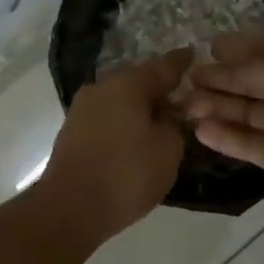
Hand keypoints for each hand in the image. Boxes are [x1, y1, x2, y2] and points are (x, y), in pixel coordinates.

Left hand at [37, 49, 193, 240]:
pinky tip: (137, 137)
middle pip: (139, 81)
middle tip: (183, 99)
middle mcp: (102, 87)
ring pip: (121, 100)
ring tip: (162, 121)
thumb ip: (175, 124)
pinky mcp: (73, 131)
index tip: (193, 55)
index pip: (164, 66)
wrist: (70, 207)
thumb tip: (169, 113)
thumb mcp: (168, 149)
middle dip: (160, 88)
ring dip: (140, 107)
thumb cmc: (126, 174)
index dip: (182, 63)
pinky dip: (125, 122)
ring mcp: (83, 109)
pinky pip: (108, 117)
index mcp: (128, 83)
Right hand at [183, 34, 263, 240]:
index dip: (241, 48)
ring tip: (185, 104)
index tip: (208, 47)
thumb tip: (222, 59)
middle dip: (224, 78)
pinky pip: (253, 143)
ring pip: (252, 112)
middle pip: (259, 81)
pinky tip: (200, 130)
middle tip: (187, 78)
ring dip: (220, 107)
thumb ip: (253, 67)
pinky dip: (228, 136)